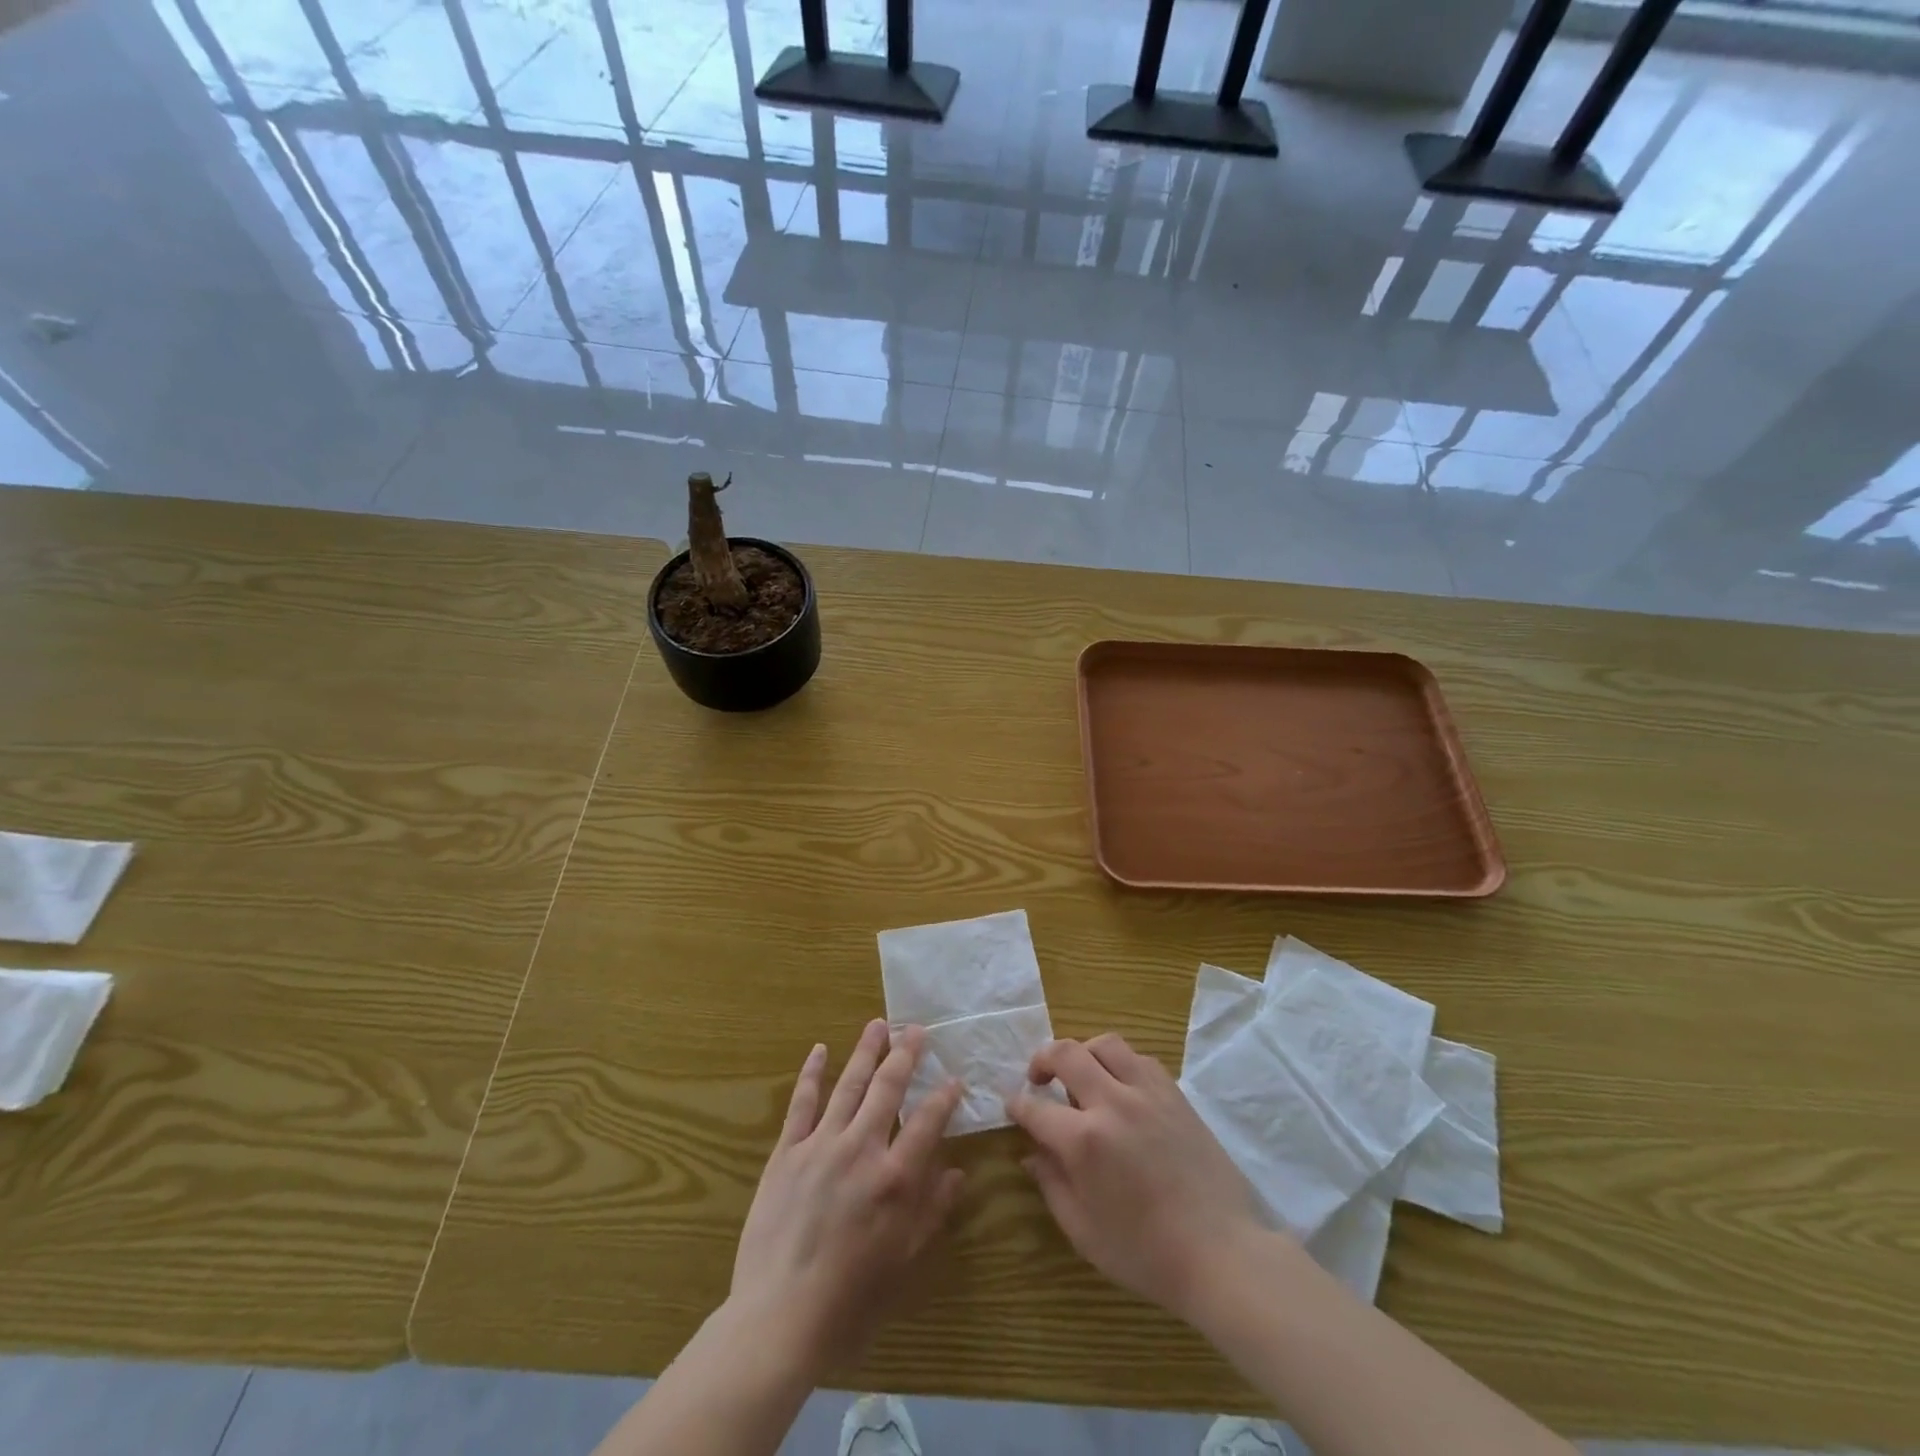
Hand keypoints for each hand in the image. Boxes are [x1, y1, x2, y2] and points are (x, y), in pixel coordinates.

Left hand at [729, 1019, 965, 1381]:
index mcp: (895, 1178)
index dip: (945, 1097)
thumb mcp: (904, 1262)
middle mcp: (861, 1149)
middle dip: (905, 1055)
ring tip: (878, 1025)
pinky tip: (820, 1050)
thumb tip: (957, 1172)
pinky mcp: (786, 1153)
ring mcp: (820, 1145)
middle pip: (888, 1088)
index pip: (928, 1122)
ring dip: (865, 1052)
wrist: (777, 1317)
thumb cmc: (850, 1299)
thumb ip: (932, 1211)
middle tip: (916, 1029)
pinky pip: (801, 1104)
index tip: (955, 1078)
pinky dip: (812, 1073)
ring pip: (849, 1085)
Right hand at [1009, 1034, 1269, 1324]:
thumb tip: (1031, 1154)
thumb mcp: (1084, 1232)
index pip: (1035, 1108)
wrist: (1222, 1253)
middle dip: (1042, 1059)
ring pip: (1105, 1044)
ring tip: (1080, 1076)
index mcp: (1084, 1140)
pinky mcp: (1175, 1094)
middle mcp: (1112, 1103)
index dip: (1017, 1105)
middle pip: (1066, 1053)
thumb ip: (1052, 1185)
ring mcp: (1147, 1093)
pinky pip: (1139, 1059)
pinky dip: (1120, 1063)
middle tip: (1038, 1079)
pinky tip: (1120, 1088)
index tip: (1012, 1106)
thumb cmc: (1147, 1254)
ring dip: (1083, 1053)